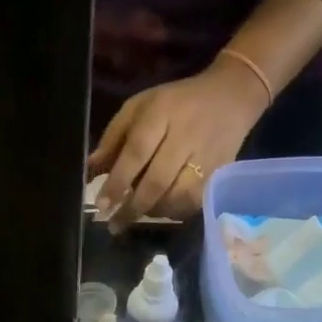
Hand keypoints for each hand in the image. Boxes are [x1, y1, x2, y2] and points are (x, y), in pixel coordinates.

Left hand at [88, 58, 269, 231]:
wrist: (231, 97)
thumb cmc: (175, 104)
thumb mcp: (139, 107)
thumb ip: (113, 138)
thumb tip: (90, 170)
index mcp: (161, 113)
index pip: (136, 153)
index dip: (118, 182)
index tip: (102, 206)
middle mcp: (185, 136)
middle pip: (156, 181)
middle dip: (132, 207)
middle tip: (114, 225)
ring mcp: (206, 157)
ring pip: (176, 198)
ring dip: (153, 211)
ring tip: (137, 214)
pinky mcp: (220, 173)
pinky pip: (194, 203)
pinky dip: (174, 211)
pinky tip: (163, 209)